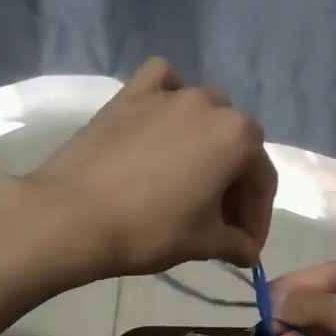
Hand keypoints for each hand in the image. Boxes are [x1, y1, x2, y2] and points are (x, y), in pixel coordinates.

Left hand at [25, 59, 275, 277]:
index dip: (257, 218)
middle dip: (234, 185)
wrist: (73, 216)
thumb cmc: (150, 229)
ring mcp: (168, 94)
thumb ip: (235, 244)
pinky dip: (169, 97)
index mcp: (239, 137)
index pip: (262, 181)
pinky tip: (163, 120)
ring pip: (204, 112)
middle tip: (219, 222)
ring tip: (191, 179)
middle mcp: (210, 104)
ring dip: (207, 144)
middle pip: (236, 146)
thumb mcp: (203, 243)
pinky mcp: (129, 94)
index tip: (245, 248)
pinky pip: (162, 82)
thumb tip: (248, 252)